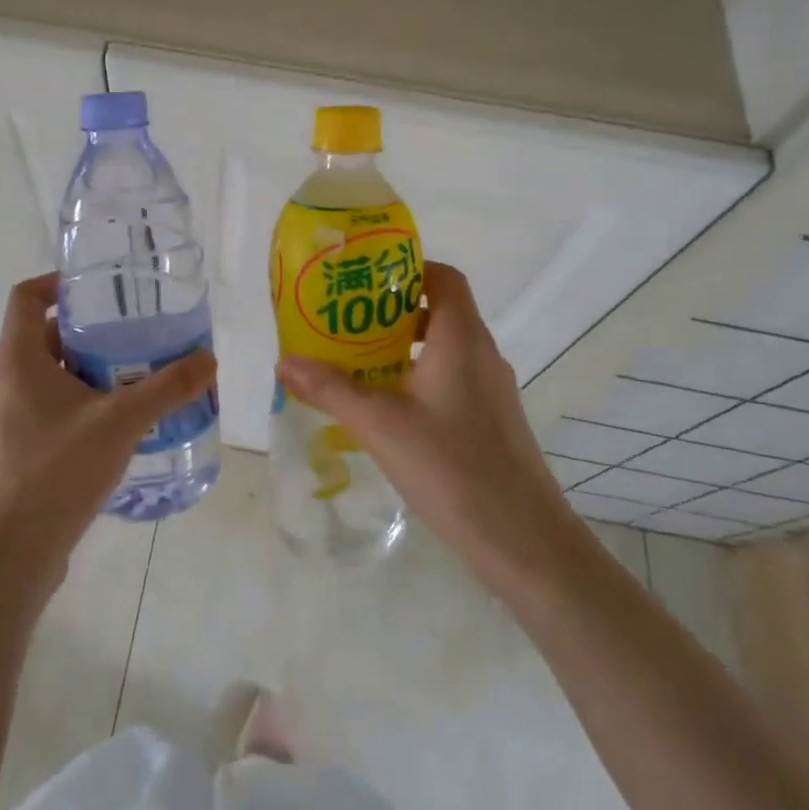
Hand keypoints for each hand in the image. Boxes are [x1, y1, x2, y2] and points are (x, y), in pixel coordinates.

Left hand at [0, 273, 216, 602]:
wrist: (11, 555)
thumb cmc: (55, 471)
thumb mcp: (120, 421)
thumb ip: (167, 387)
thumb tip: (209, 358)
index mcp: (19, 359)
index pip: (26, 296)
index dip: (58, 282)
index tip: (101, 285)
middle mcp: (11, 380)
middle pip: (48, 333)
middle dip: (94, 328)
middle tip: (139, 328)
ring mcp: (17, 417)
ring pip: (57, 373)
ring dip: (96, 367)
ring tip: (144, 369)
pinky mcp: (27, 447)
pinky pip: (60, 406)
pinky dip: (91, 400)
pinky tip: (129, 418)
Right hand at [276, 262, 576, 597]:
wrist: (524, 541)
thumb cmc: (452, 466)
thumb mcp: (380, 425)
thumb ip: (331, 390)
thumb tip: (284, 361)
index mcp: (461, 338)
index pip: (444, 277)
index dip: (408, 268)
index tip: (365, 278)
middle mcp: (482, 354)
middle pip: (440, 310)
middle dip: (391, 310)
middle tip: (345, 321)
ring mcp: (491, 389)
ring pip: (444, 348)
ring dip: (403, 347)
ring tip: (356, 362)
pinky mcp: (492, 421)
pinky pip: (451, 379)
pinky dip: (419, 377)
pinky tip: (388, 409)